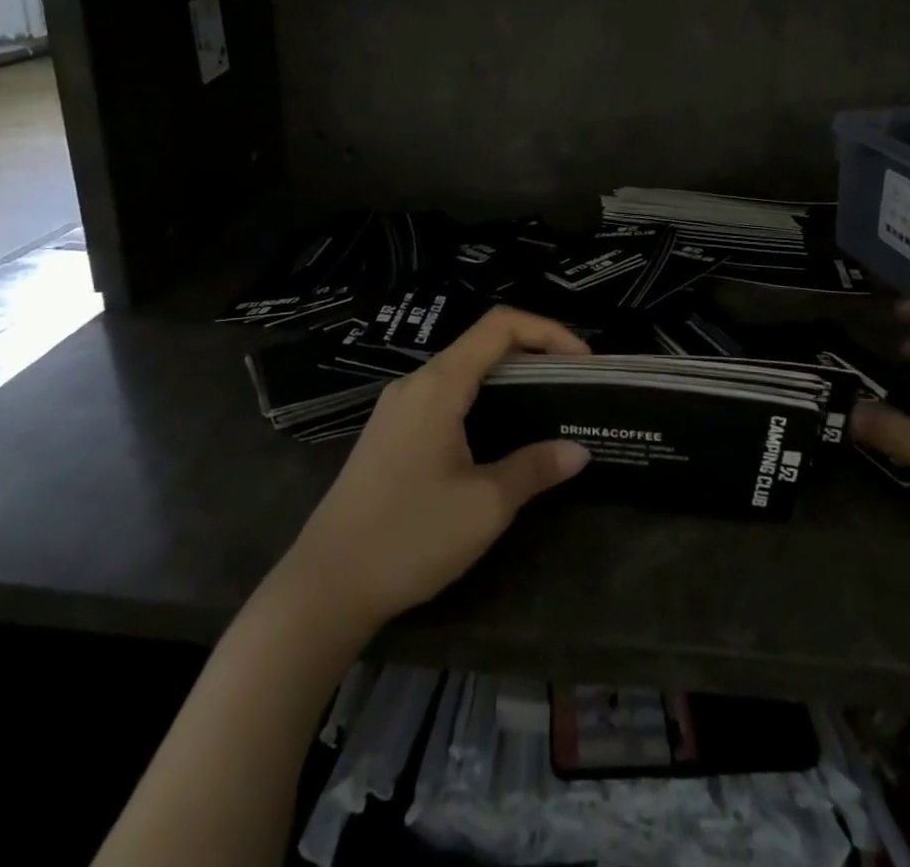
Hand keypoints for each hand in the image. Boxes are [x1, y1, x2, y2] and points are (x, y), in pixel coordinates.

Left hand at [276, 307, 591, 634]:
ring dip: (506, 378)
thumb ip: (535, 468)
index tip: (583, 361)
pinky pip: (444, 396)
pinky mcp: (389, 432)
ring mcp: (397, 407)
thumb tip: (578, 451)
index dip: (548, 331)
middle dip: (533, 354)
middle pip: (482, 343)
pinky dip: (481, 399)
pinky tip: (498, 434)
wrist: (326, 585)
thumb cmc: (410, 536)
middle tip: (572, 384)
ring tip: (545, 407)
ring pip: (462, 370)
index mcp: (439, 384)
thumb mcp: (485, 506)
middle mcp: (416, 382)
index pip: (500, 325)